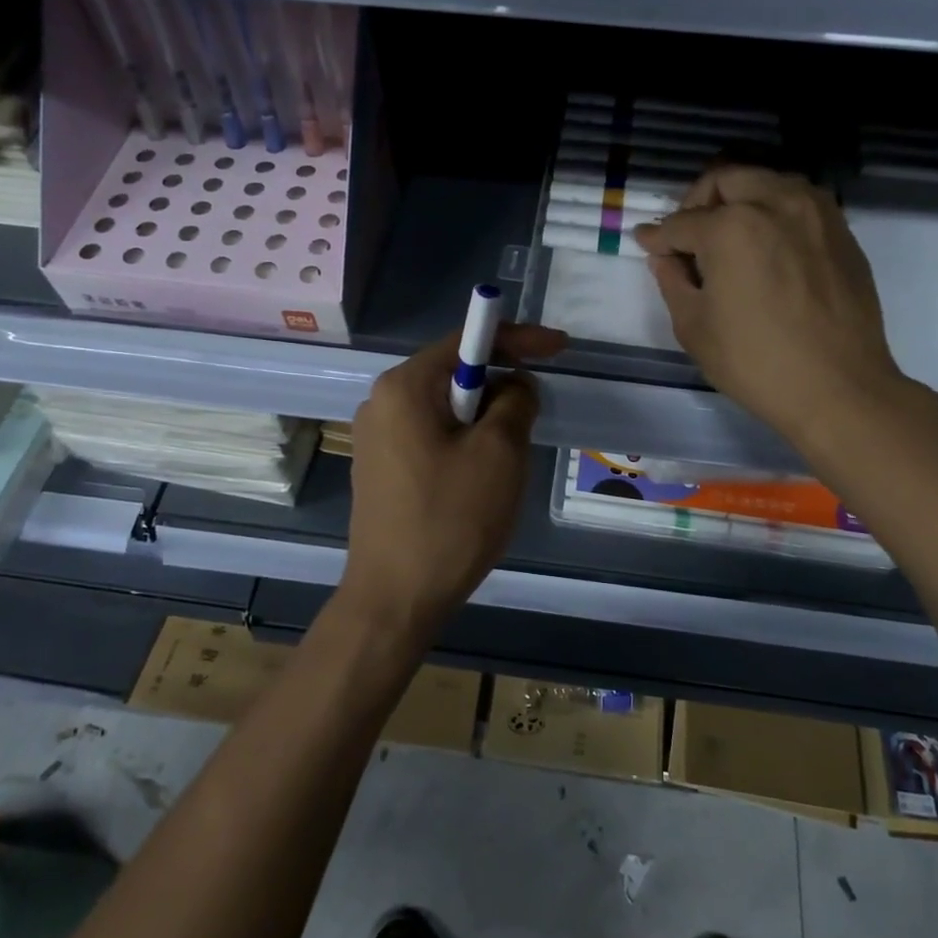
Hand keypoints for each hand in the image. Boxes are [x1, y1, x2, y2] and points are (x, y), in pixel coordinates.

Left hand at [342, 323, 566, 646]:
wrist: (394, 599)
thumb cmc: (450, 520)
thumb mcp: (499, 453)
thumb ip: (515, 400)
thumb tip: (514, 384)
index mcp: (404, 387)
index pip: (466, 340)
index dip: (518, 338)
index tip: (560, 348)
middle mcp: (382, 402)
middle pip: (454, 373)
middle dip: (500, 386)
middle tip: (535, 413)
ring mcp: (376, 438)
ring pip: (445, 409)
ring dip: (484, 419)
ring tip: (509, 458)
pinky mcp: (381, 469)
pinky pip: (431, 436)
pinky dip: (463, 442)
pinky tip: (478, 479)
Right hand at [633, 167, 907, 451]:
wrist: (839, 388)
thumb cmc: (755, 362)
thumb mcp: (694, 327)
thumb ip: (672, 280)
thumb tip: (664, 256)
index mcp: (731, 228)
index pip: (681, 223)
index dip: (657, 237)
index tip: (646, 244)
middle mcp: (774, 204)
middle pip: (725, 179)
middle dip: (698, 201)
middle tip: (688, 235)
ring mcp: (815, 213)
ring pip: (767, 181)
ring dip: (740, 197)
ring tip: (729, 235)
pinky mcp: (841, 231)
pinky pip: (799, 201)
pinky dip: (774, 210)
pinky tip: (767, 245)